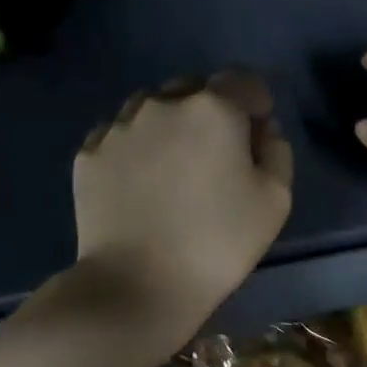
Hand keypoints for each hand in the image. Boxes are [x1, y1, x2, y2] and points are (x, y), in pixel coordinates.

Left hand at [72, 71, 292, 335]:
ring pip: (154, 107)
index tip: (258, 136)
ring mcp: (119, 126)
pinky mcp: (88, 153)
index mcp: (214, 109)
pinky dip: (139, 147)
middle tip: (220, 156)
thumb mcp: (276, 200)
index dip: (257, 104)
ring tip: (177, 168)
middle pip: (196, 89)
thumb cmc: (219, 242)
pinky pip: (121, 134)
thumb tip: (262, 131)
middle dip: (214, 111)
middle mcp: (162, 104)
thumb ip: (277, 152)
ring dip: (173, 125)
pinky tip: (145, 183)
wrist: (138, 284)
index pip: (243, 81)